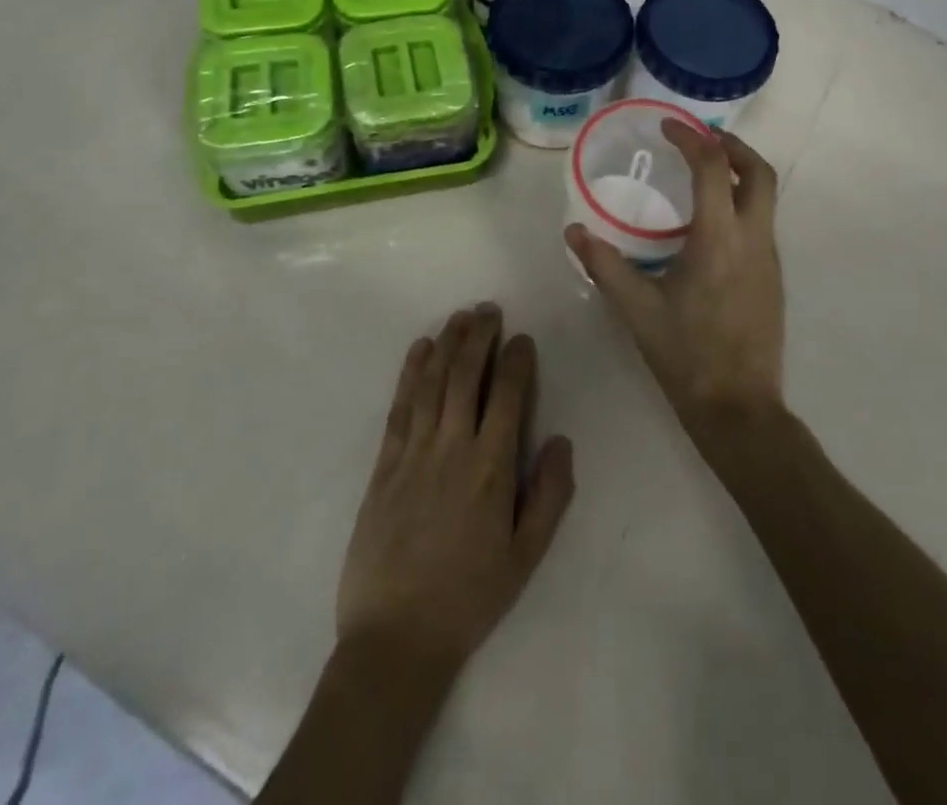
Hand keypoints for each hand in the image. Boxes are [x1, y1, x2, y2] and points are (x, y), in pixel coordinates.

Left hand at [336, 305, 575, 682]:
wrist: (395, 637)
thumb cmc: (469, 597)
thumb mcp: (525, 557)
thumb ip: (549, 496)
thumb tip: (562, 441)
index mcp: (491, 468)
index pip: (509, 395)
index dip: (517, 360)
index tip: (523, 338)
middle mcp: (453, 447)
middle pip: (466, 375)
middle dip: (480, 337)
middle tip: (489, 310)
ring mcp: (414, 452)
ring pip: (433, 382)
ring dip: (447, 343)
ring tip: (459, 316)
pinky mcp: (385, 464)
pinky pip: (401, 406)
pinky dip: (410, 373)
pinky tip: (419, 349)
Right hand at [566, 121, 784, 440]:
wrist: (739, 408)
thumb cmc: (686, 355)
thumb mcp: (637, 309)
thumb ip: (603, 265)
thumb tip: (573, 232)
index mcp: (719, 239)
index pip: (712, 167)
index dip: (691, 139)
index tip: (668, 127)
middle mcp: (753, 239)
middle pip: (759, 172)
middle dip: (733, 146)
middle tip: (701, 138)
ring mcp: (769, 258)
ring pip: (766, 197)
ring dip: (740, 173)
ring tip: (703, 172)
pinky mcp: (773, 277)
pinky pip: (763, 222)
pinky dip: (742, 202)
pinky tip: (711, 223)